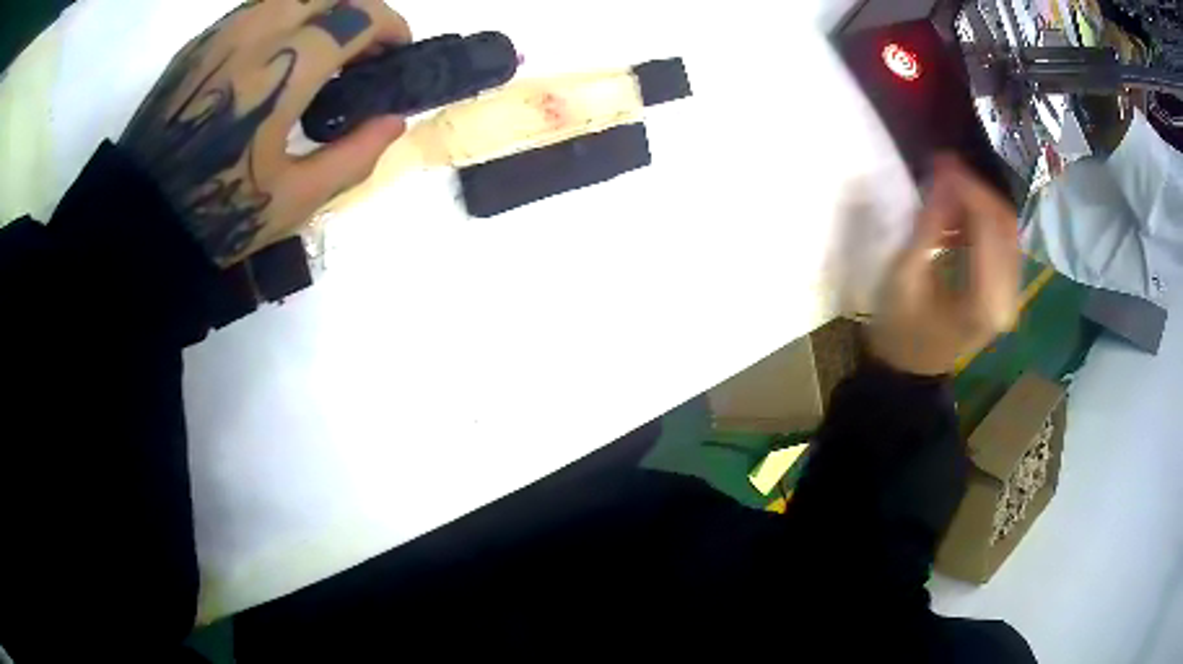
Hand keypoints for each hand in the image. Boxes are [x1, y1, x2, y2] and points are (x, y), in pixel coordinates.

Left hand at [119, 0, 410, 265]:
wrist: (138, 218)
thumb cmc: (215, 214)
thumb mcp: (293, 201)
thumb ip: (354, 155)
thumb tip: (393, 121)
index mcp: (284, 69)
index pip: (359, 14)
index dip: (390, 27)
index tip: (396, 51)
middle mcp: (257, 33)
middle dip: (361, 12)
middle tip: (362, 50)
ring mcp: (224, 32)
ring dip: (322, 12)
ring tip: (321, 51)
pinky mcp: (200, 42)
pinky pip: (257, 9)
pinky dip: (284, 19)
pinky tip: (277, 57)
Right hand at [869, 156, 1020, 375]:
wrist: (910, 369)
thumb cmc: (900, 330)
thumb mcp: (906, 277)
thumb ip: (929, 227)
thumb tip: (943, 177)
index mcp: (985, 302)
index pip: (989, 227)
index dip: (968, 187)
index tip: (940, 160)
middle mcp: (1008, 298)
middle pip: (1005, 224)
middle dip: (976, 189)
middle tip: (943, 166)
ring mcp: (1011, 295)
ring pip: (1007, 229)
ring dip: (980, 201)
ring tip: (948, 186)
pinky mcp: (1007, 291)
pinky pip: (1004, 242)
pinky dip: (983, 219)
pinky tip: (959, 213)